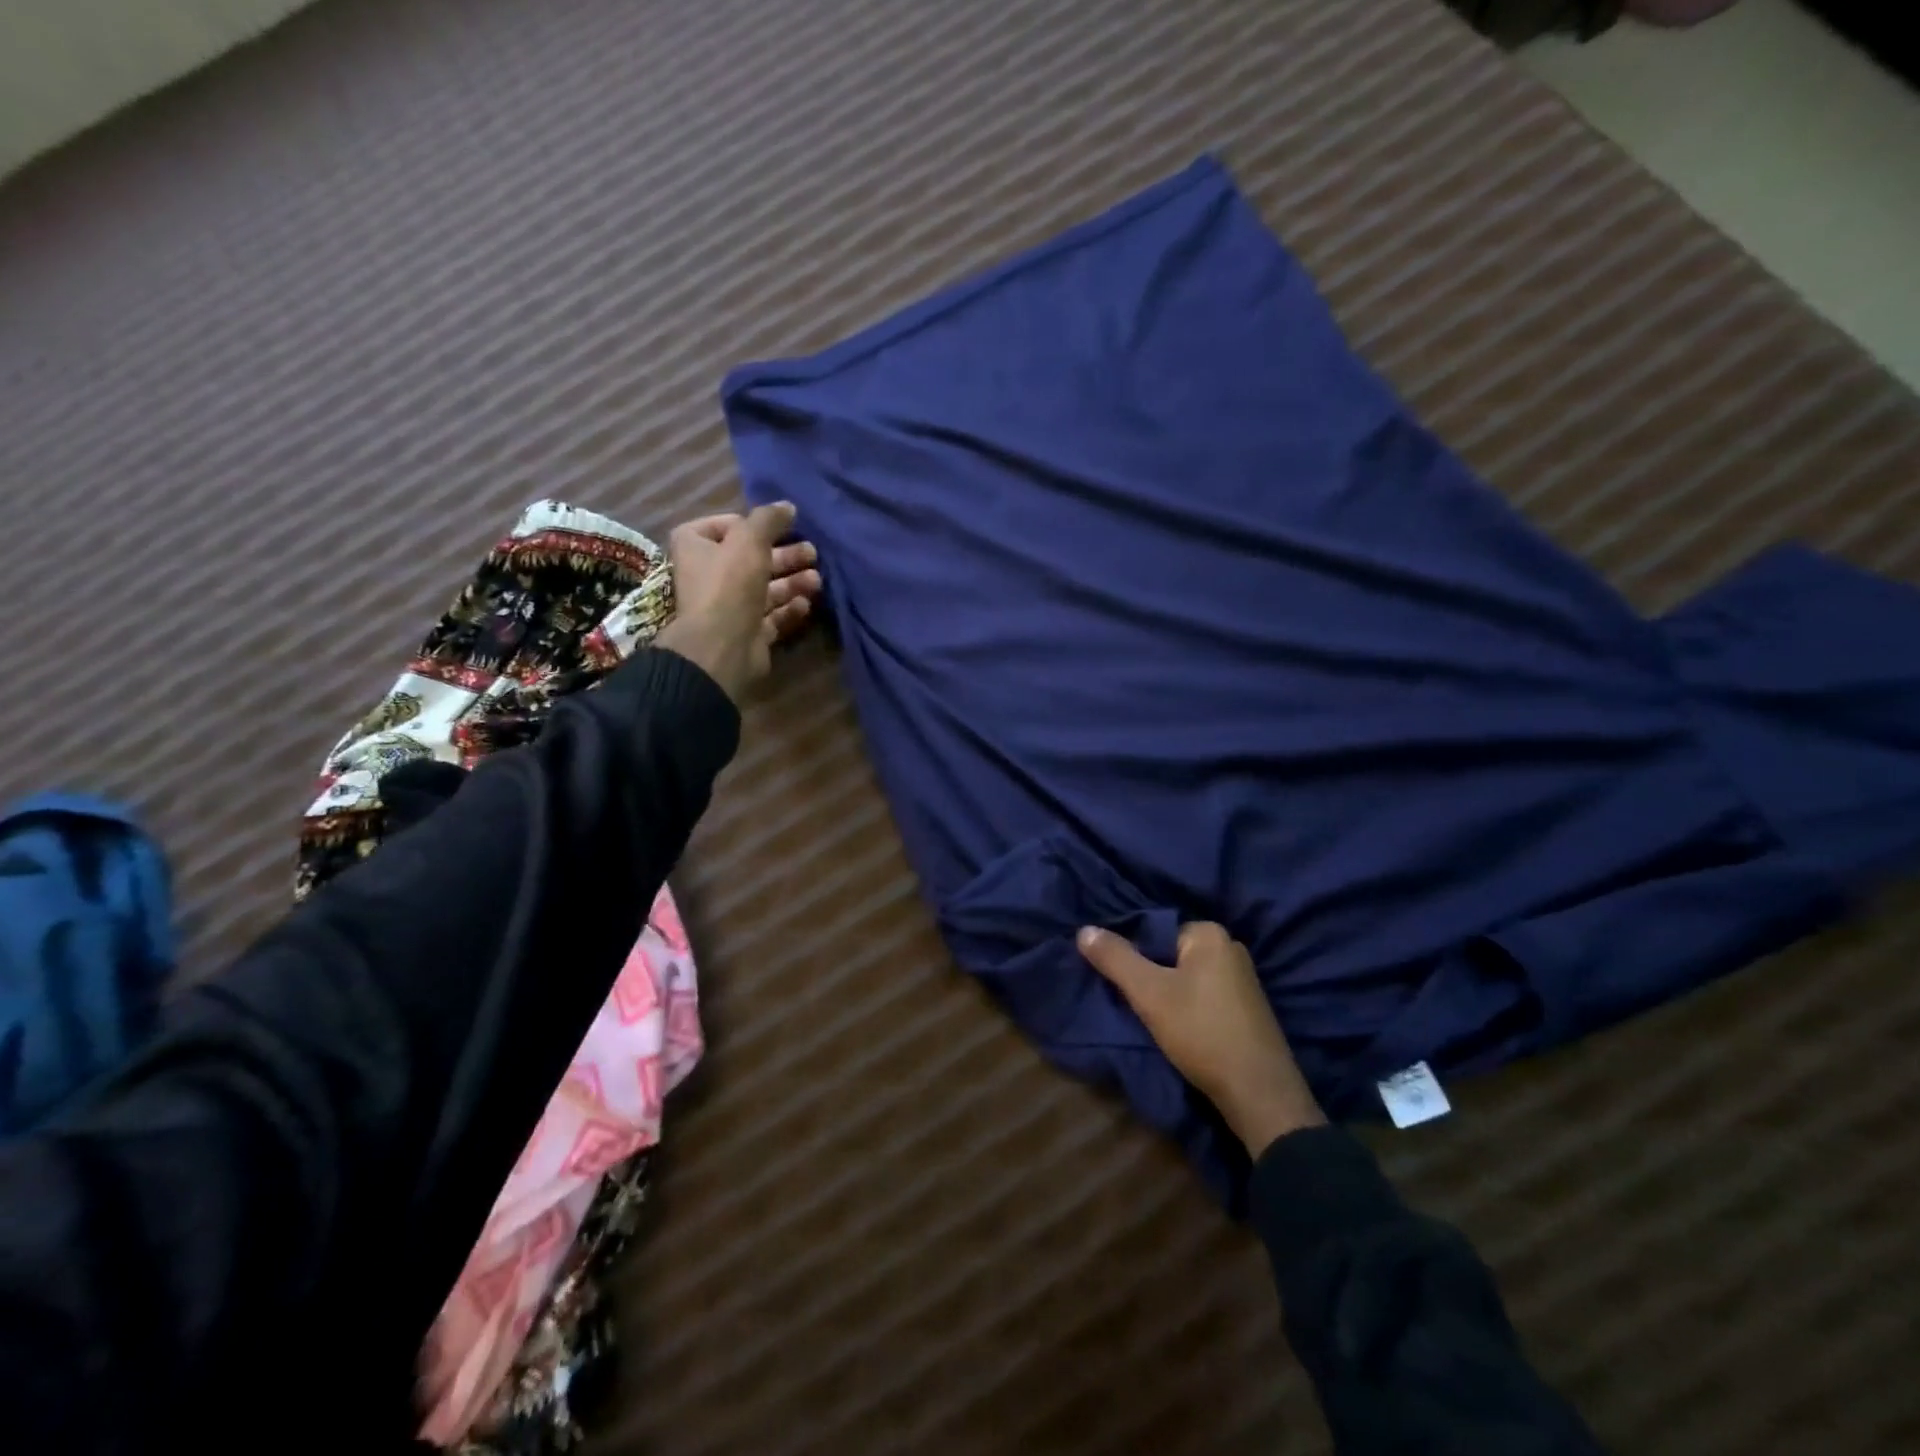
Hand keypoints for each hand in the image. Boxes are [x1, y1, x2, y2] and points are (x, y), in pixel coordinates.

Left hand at [654, 502, 821, 702]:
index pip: (724, 525)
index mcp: (695, 547)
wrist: (722, 647)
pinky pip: (772, 616)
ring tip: (817, 581)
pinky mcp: (748, 632)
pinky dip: (790, 609)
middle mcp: (709, 575)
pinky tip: (806, 604)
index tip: (778, 527)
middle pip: (752, 559)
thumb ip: (768, 519)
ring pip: (766, 588)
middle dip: (784, 556)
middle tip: (812, 553)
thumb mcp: (749, 540)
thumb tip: (787, 507)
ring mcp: (729, 607)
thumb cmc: (729, 585)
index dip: (752, 524)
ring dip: (793, 582)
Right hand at [1078, 922, 1324, 1156]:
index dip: (1133, 956)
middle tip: (1136, 1003)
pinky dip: (1189, 1008)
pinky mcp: (1249, 1009)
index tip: (1123, 984)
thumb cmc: (1201, 1032)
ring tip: (1156, 1020)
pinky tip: (1182, 1030)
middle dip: (1151, 976)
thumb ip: (1115, 958)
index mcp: (1210, 934)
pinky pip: (1205, 996)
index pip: (1155, 931)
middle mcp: (1231, 947)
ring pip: (1187, 978)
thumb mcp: (1148, 993)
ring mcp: (1244, 980)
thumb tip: (1084, 929)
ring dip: (1168, 995)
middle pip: (1171, 955)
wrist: (1259, 1093)